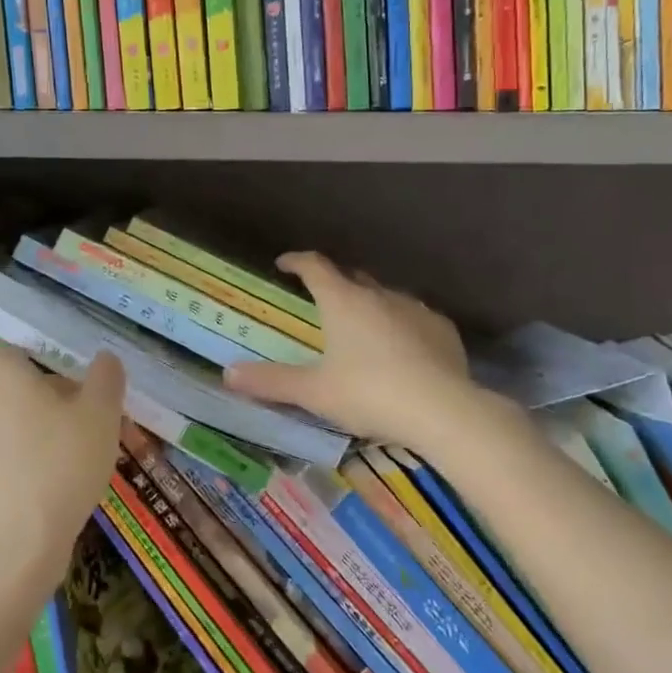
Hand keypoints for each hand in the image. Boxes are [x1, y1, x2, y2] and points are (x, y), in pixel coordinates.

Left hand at [0, 347, 123, 583]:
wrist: (15, 547)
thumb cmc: (60, 464)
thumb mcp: (100, 413)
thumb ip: (106, 378)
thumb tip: (105, 359)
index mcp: (2, 375)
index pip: (17, 351)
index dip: (49, 361)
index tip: (79, 382)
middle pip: (19, 388)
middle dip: (55, 399)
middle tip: (92, 420)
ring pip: (14, 425)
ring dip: (44, 433)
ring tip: (82, 457)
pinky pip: (6, 458)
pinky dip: (29, 463)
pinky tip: (58, 488)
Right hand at [224, 252, 470, 443]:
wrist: (443, 411)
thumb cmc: (370, 393)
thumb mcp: (314, 392)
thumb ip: (271, 381)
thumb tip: (228, 374)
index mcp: (343, 300)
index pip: (314, 266)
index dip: (296, 261)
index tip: (284, 264)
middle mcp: (378, 294)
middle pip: (350, 277)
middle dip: (333, 283)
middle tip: (320, 302)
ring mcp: (414, 308)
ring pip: (384, 296)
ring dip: (369, 305)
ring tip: (361, 329)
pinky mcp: (442, 328)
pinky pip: (414, 317)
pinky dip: (401, 325)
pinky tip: (402, 350)